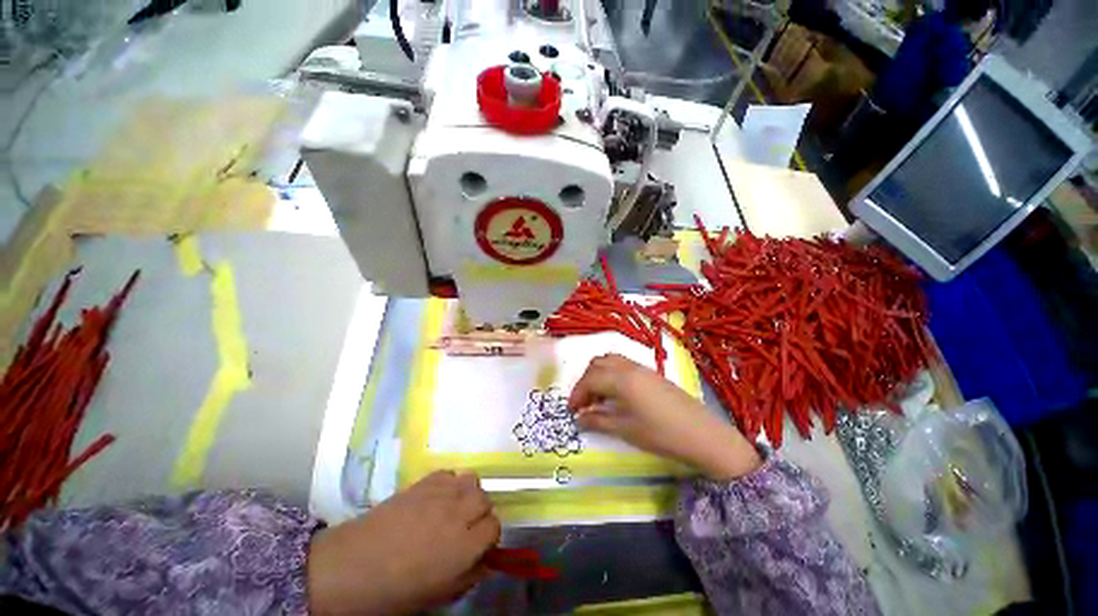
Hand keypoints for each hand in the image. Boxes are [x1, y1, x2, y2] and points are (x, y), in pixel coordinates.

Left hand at [308, 471, 500, 614]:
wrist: (353, 566)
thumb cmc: (395, 591)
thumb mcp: (439, 596)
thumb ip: (470, 576)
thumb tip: (486, 560)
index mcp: (464, 546)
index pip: (494, 527)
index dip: (489, 537)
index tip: (479, 545)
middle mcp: (458, 514)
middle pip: (485, 499)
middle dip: (480, 512)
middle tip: (466, 526)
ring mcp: (440, 494)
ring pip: (472, 480)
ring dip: (468, 493)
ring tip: (454, 507)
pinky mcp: (424, 482)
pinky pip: (449, 473)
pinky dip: (449, 483)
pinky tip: (437, 497)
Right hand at [569, 354, 761, 480]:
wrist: (702, 434)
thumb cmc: (660, 433)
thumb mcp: (625, 429)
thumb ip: (598, 421)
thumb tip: (579, 419)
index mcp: (620, 379)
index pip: (589, 379)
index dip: (576, 394)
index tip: (571, 410)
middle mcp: (629, 367)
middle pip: (597, 365)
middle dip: (586, 382)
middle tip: (584, 404)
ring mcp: (641, 368)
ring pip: (610, 362)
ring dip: (598, 376)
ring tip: (599, 398)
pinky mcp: (651, 373)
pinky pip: (623, 366)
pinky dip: (611, 375)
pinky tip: (616, 395)